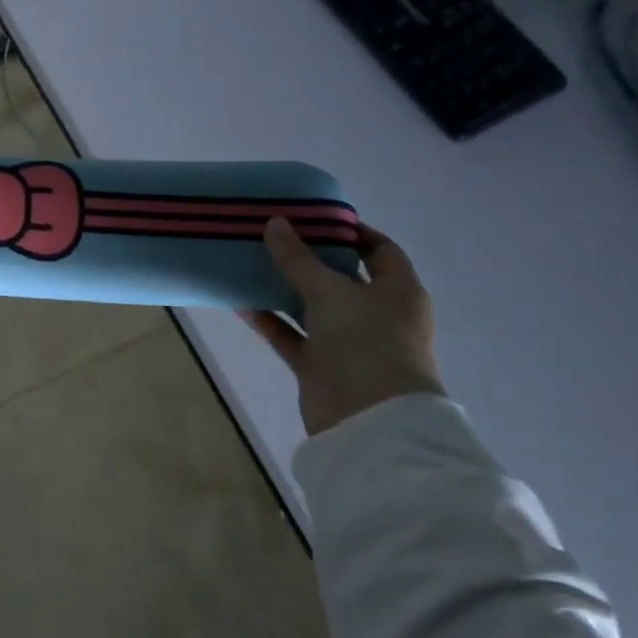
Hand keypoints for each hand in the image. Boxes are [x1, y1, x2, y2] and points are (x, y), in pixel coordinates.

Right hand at [241, 216, 444, 435]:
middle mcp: (376, 314)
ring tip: (248, 263)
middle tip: (271, 236)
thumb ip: (298, 259)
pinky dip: (269, 320)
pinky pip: (290, 335)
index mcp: (398, 291)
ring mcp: (347, 342)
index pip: (379, 250)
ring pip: (311, 307)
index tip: (311, 217)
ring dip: (282, 289)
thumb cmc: (366, 343)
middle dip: (307, 258)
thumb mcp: (331, 292)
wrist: (369, 420)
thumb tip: (275, 223)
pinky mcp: (320, 366)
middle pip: (340, 277)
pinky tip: (240, 302)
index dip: (349, 231)